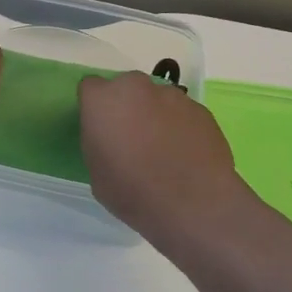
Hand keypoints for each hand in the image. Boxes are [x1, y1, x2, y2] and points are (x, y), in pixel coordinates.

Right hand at [79, 72, 249, 242]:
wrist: (194, 204)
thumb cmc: (133, 192)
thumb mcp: (96, 172)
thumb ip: (99, 142)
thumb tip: (111, 137)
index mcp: (103, 100)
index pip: (90, 88)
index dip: (95, 108)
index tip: (101, 130)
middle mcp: (136, 87)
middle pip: (126, 88)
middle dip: (126, 106)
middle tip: (131, 138)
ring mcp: (172, 95)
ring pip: (156, 99)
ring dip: (155, 115)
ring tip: (163, 150)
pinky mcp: (200, 109)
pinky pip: (181, 113)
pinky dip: (180, 127)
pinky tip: (184, 154)